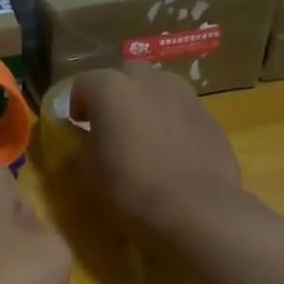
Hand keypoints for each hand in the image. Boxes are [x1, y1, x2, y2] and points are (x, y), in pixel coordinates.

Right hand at [69, 65, 247, 234]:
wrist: (197, 209)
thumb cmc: (132, 190)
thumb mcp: (91, 176)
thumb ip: (78, 154)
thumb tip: (74, 151)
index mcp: (112, 90)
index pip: (84, 83)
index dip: (76, 104)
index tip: (77, 126)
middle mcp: (149, 81)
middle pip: (125, 74)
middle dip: (114, 93)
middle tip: (110, 124)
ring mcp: (184, 95)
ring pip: (157, 88)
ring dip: (145, 103)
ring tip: (142, 136)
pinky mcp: (209, 115)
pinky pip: (180, 109)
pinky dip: (170, 121)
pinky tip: (170, 151)